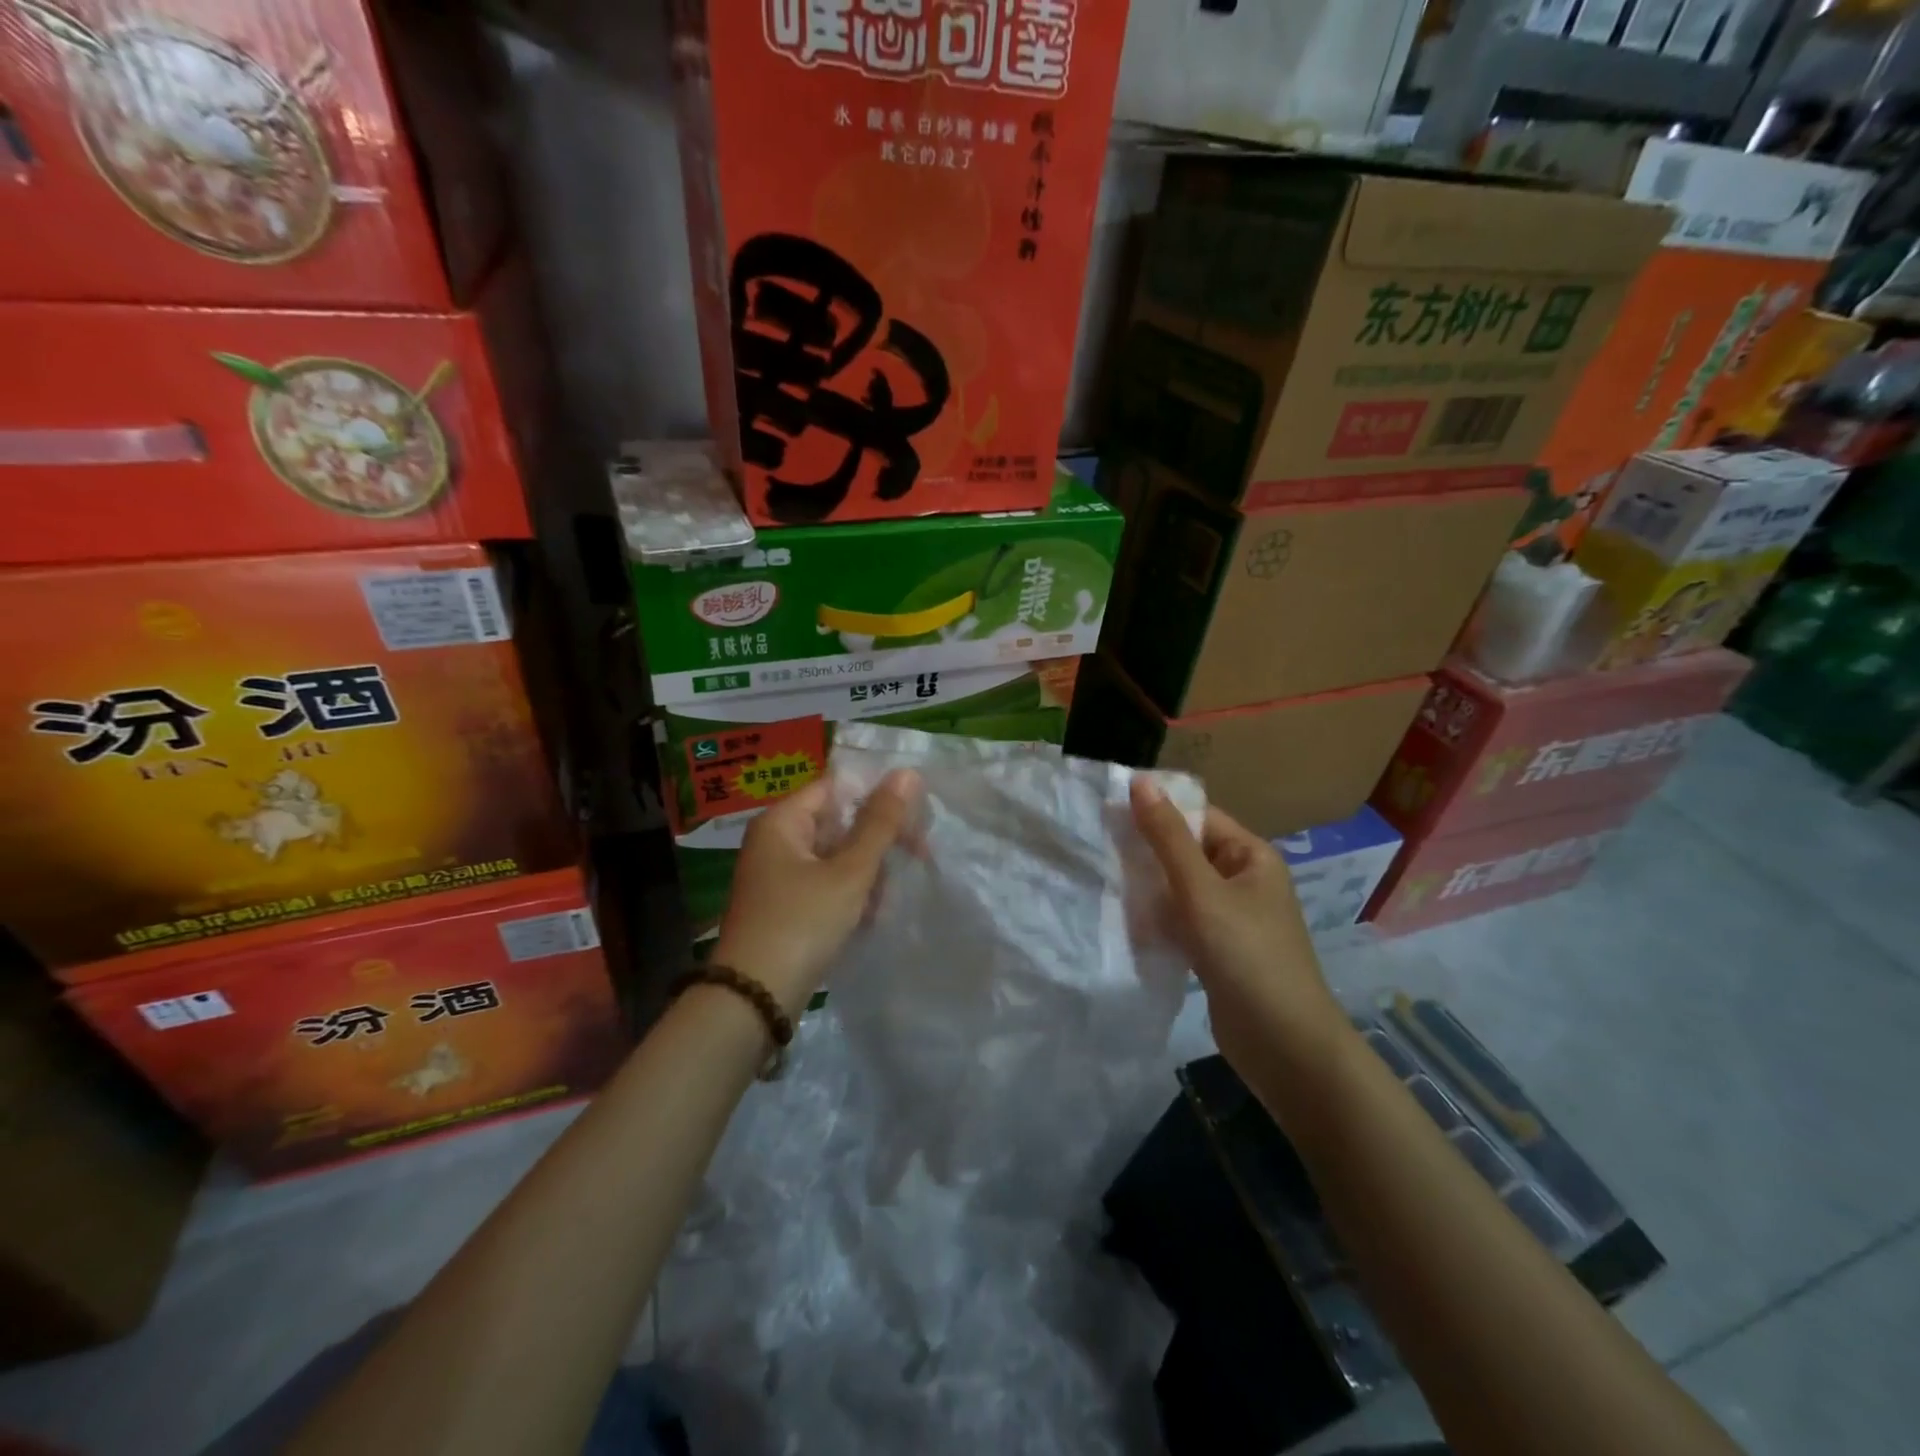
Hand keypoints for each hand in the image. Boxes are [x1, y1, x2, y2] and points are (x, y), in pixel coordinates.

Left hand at [714, 770, 920, 1016]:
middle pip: (839, 823)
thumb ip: (880, 823)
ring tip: (885, 902)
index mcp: (782, 821)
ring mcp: (779, 876)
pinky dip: (851, 896)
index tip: (916, 818)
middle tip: (917, 858)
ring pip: (837, 857)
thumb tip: (907, 772)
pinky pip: (827, 886)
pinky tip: (871, 918)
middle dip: (877, 843)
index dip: (878, 797)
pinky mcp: (787, 907)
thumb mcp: (849, 871)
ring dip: (868, 874)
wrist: (754, 1000)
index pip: (837, 787)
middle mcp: (776, 841)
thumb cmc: (802, 923)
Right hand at [1130, 778, 1349, 1074]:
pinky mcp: (1217, 951)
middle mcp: (1243, 881)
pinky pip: (1181, 921)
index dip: (1156, 811)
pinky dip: (1156, 919)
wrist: (1284, 1046)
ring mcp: (1231, 918)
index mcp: (1251, 856)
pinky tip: (1124, 922)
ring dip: (1147, 887)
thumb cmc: (1247, 956)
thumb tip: (1140, 781)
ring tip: (1102, 882)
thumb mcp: (1202, 891)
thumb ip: (1167, 838)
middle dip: (1146, 852)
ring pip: (1179, 889)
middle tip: (1096, 848)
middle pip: (1186, 852)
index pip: (1198, 817)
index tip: (1106, 811)